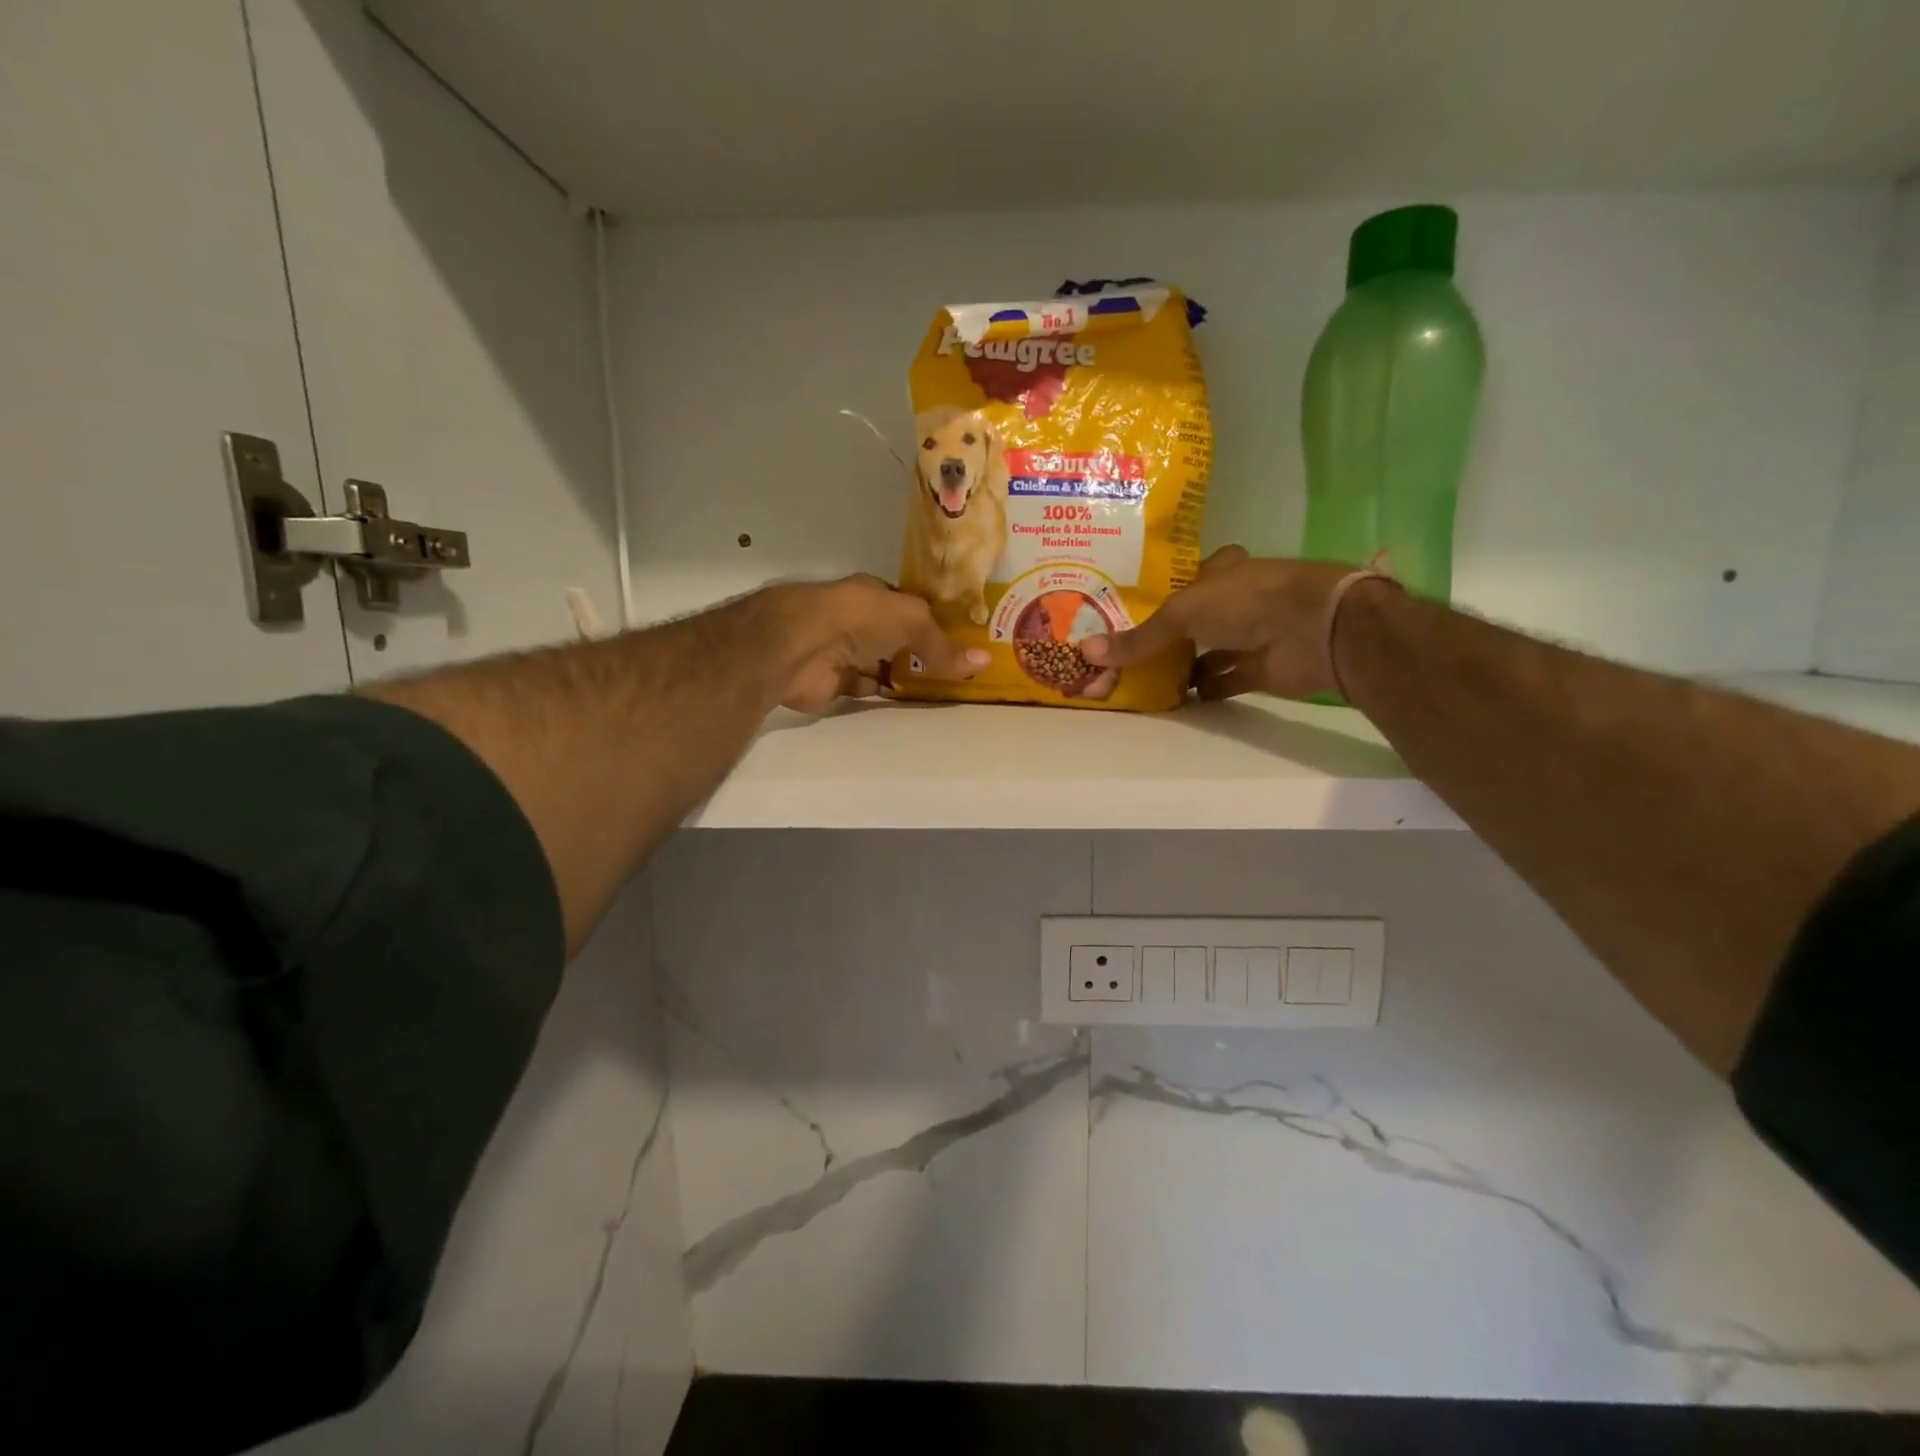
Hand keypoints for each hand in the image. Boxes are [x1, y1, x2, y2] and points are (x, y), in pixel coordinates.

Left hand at [772, 575, 988, 713]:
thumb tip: (984, 660)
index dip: (933, 620)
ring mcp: (843, 652)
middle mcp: (857, 620)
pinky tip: (910, 702)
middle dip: (921, 650)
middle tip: (958, 668)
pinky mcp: (834, 683)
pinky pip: (868, 688)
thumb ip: (944, 645)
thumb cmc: (859, 618)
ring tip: (943, 688)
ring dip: (904, 674)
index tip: (961, 637)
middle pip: (895, 637)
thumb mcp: (912, 622)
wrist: (802, 646)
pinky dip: (885, 694)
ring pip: (882, 663)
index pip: (907, 606)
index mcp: (872, 594)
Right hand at [1079, 547, 1357, 700]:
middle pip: (1190, 619)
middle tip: (1121, 651)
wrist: (1314, 630)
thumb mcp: (1182, 613)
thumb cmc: (1247, 601)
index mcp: (1218, 572)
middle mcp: (1232, 600)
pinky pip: (1223, 680)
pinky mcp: (1259, 668)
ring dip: (1181, 666)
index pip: (1180, 579)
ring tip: (1138, 679)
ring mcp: (1247, 635)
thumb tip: (1086, 653)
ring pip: (1205, 651)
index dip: (1155, 593)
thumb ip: (1138, 638)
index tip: (1122, 611)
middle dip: (1162, 635)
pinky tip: (1175, 700)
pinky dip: (1203, 690)